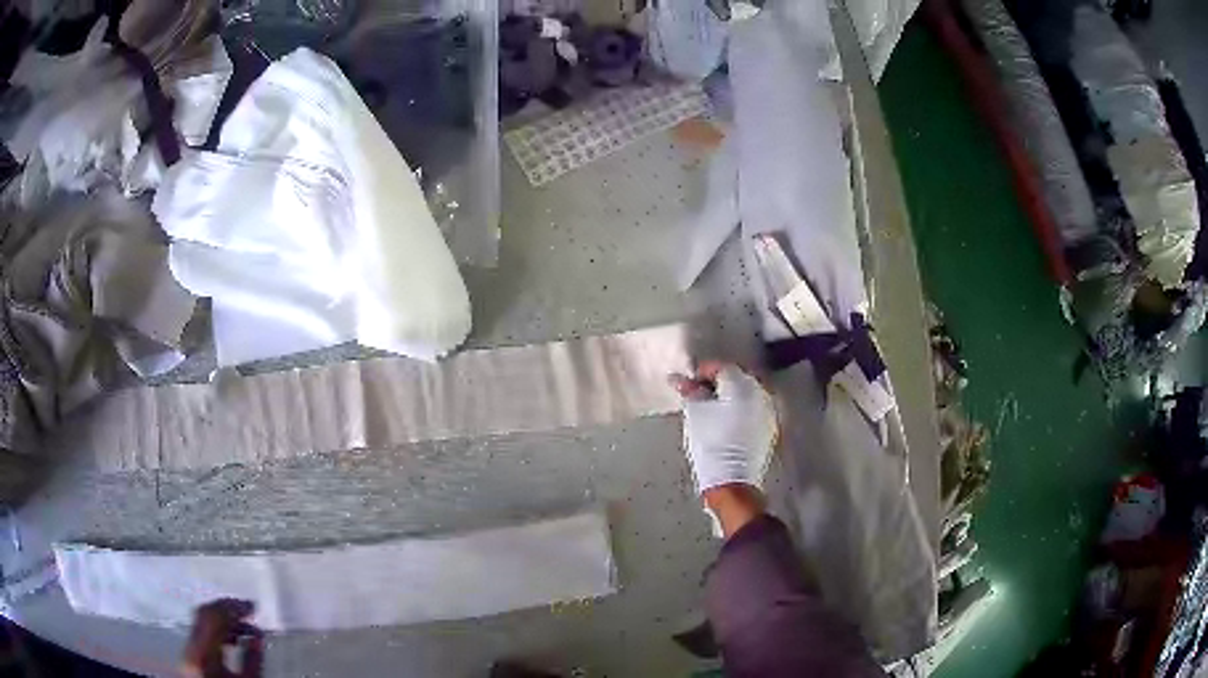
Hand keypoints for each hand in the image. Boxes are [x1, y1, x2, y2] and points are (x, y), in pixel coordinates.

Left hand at [180, 599, 262, 677]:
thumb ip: (253, 660)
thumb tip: (257, 636)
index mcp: (203, 654)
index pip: (213, 616)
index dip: (232, 607)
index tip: (251, 607)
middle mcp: (190, 648)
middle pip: (204, 615)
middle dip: (227, 610)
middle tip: (248, 610)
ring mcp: (187, 651)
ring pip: (201, 622)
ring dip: (224, 620)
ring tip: (244, 625)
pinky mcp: (189, 656)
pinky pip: (200, 633)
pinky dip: (217, 630)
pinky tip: (232, 637)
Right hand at [670, 361, 777, 493]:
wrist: (732, 479)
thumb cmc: (711, 444)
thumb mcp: (695, 414)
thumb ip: (690, 391)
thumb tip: (678, 378)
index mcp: (741, 384)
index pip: (720, 367)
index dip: (702, 371)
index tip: (688, 382)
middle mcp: (760, 391)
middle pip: (737, 376)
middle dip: (718, 381)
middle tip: (699, 391)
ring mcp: (768, 409)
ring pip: (748, 391)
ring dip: (731, 393)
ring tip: (713, 405)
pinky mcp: (770, 425)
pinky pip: (754, 406)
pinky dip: (741, 406)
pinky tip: (728, 417)